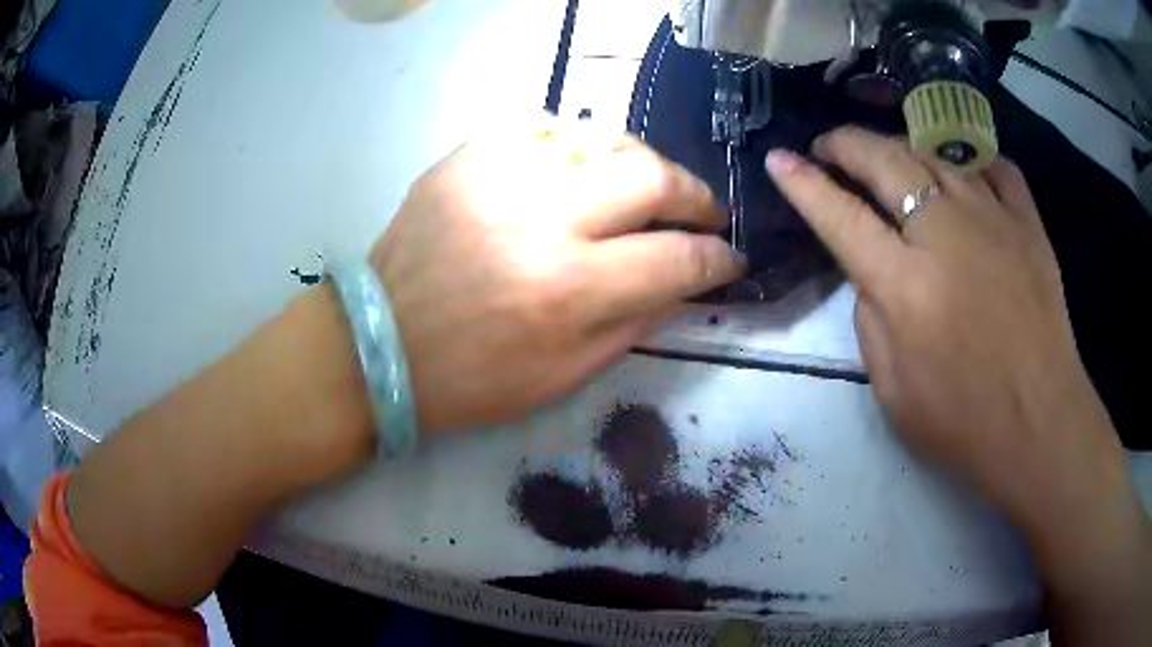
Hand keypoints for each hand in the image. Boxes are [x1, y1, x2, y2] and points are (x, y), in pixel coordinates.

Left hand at [372, 121, 743, 432]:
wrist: (381, 344)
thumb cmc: (472, 378)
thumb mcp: (565, 376)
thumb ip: (635, 323)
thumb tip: (685, 280)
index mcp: (568, 290)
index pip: (677, 259)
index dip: (717, 259)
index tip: (730, 257)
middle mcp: (540, 219)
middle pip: (651, 176)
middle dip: (695, 194)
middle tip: (703, 211)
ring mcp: (499, 176)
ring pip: (603, 137)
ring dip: (640, 163)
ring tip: (645, 188)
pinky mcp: (467, 157)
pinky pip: (544, 126)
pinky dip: (574, 145)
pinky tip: (576, 170)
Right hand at [765, 127, 1144, 560]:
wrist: (1040, 425)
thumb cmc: (964, 424)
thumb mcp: (892, 392)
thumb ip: (870, 322)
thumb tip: (872, 272)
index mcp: (906, 288)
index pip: (841, 216)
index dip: (803, 183)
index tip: (779, 158)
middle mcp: (946, 237)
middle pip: (886, 161)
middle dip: (846, 144)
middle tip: (830, 146)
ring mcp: (993, 220)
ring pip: (935, 153)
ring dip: (900, 147)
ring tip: (888, 158)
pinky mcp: (1028, 223)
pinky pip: (994, 166)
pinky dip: (969, 160)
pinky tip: (959, 171)